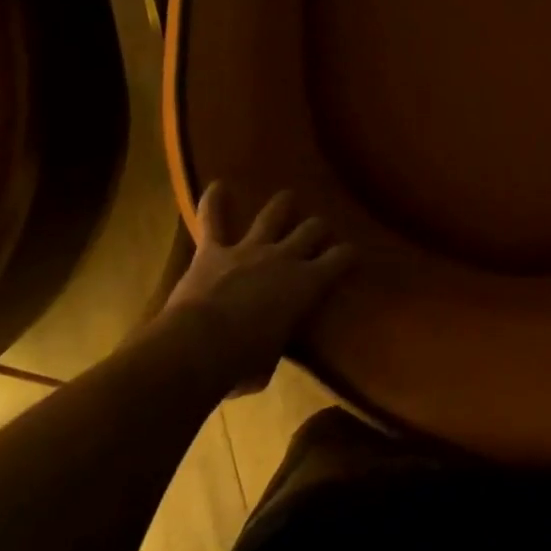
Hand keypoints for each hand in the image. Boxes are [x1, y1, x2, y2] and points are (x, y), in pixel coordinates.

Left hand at [161, 184, 354, 393]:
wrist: (198, 347)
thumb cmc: (241, 364)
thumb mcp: (270, 360)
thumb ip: (274, 341)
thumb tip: (267, 345)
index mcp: (306, 284)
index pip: (341, 259)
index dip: (349, 254)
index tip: (352, 254)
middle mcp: (284, 257)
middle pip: (312, 229)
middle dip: (318, 228)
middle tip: (318, 232)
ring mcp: (249, 249)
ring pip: (274, 214)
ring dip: (282, 205)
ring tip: (287, 199)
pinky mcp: (214, 251)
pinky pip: (213, 219)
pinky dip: (214, 202)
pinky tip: (217, 186)